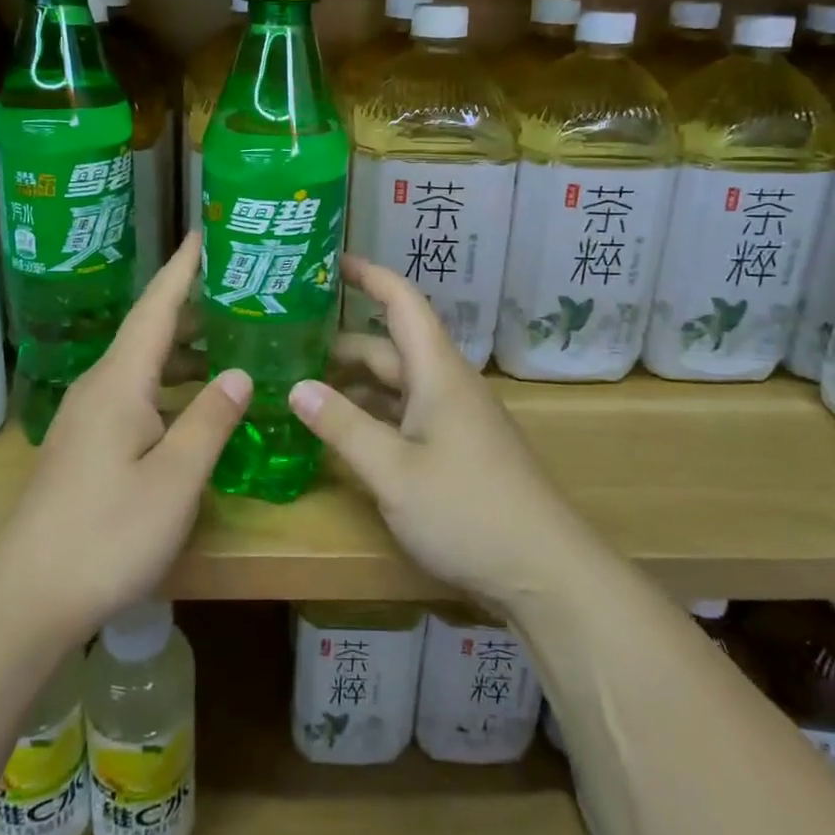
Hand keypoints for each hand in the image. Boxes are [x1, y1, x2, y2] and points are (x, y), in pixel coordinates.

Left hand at [0, 234, 249, 634]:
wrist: (26, 596)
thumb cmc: (106, 534)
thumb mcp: (174, 480)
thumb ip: (210, 420)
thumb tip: (239, 373)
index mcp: (120, 382)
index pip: (156, 308)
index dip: (183, 269)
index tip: (206, 233)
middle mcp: (101, 387)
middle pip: (150, 330)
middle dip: (192, 304)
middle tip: (239, 285)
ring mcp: (90, 417)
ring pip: (144, 365)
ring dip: (185, 348)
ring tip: (230, 337)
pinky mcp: (88, 445)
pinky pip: (138, 393)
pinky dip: (172, 383)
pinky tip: (196, 401)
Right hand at [289, 255, 588, 609]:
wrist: (546, 572)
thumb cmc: (468, 510)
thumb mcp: (393, 471)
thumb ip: (343, 426)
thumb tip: (297, 386)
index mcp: (437, 371)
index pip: (402, 302)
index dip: (369, 276)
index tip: (330, 261)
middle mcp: (446, 384)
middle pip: (390, 347)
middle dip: (342, 343)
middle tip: (288, 345)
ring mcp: (454, 418)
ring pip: (396, 385)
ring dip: (353, 384)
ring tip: (301, 387)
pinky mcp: (457, 450)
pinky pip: (406, 415)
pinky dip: (372, 415)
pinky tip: (341, 432)